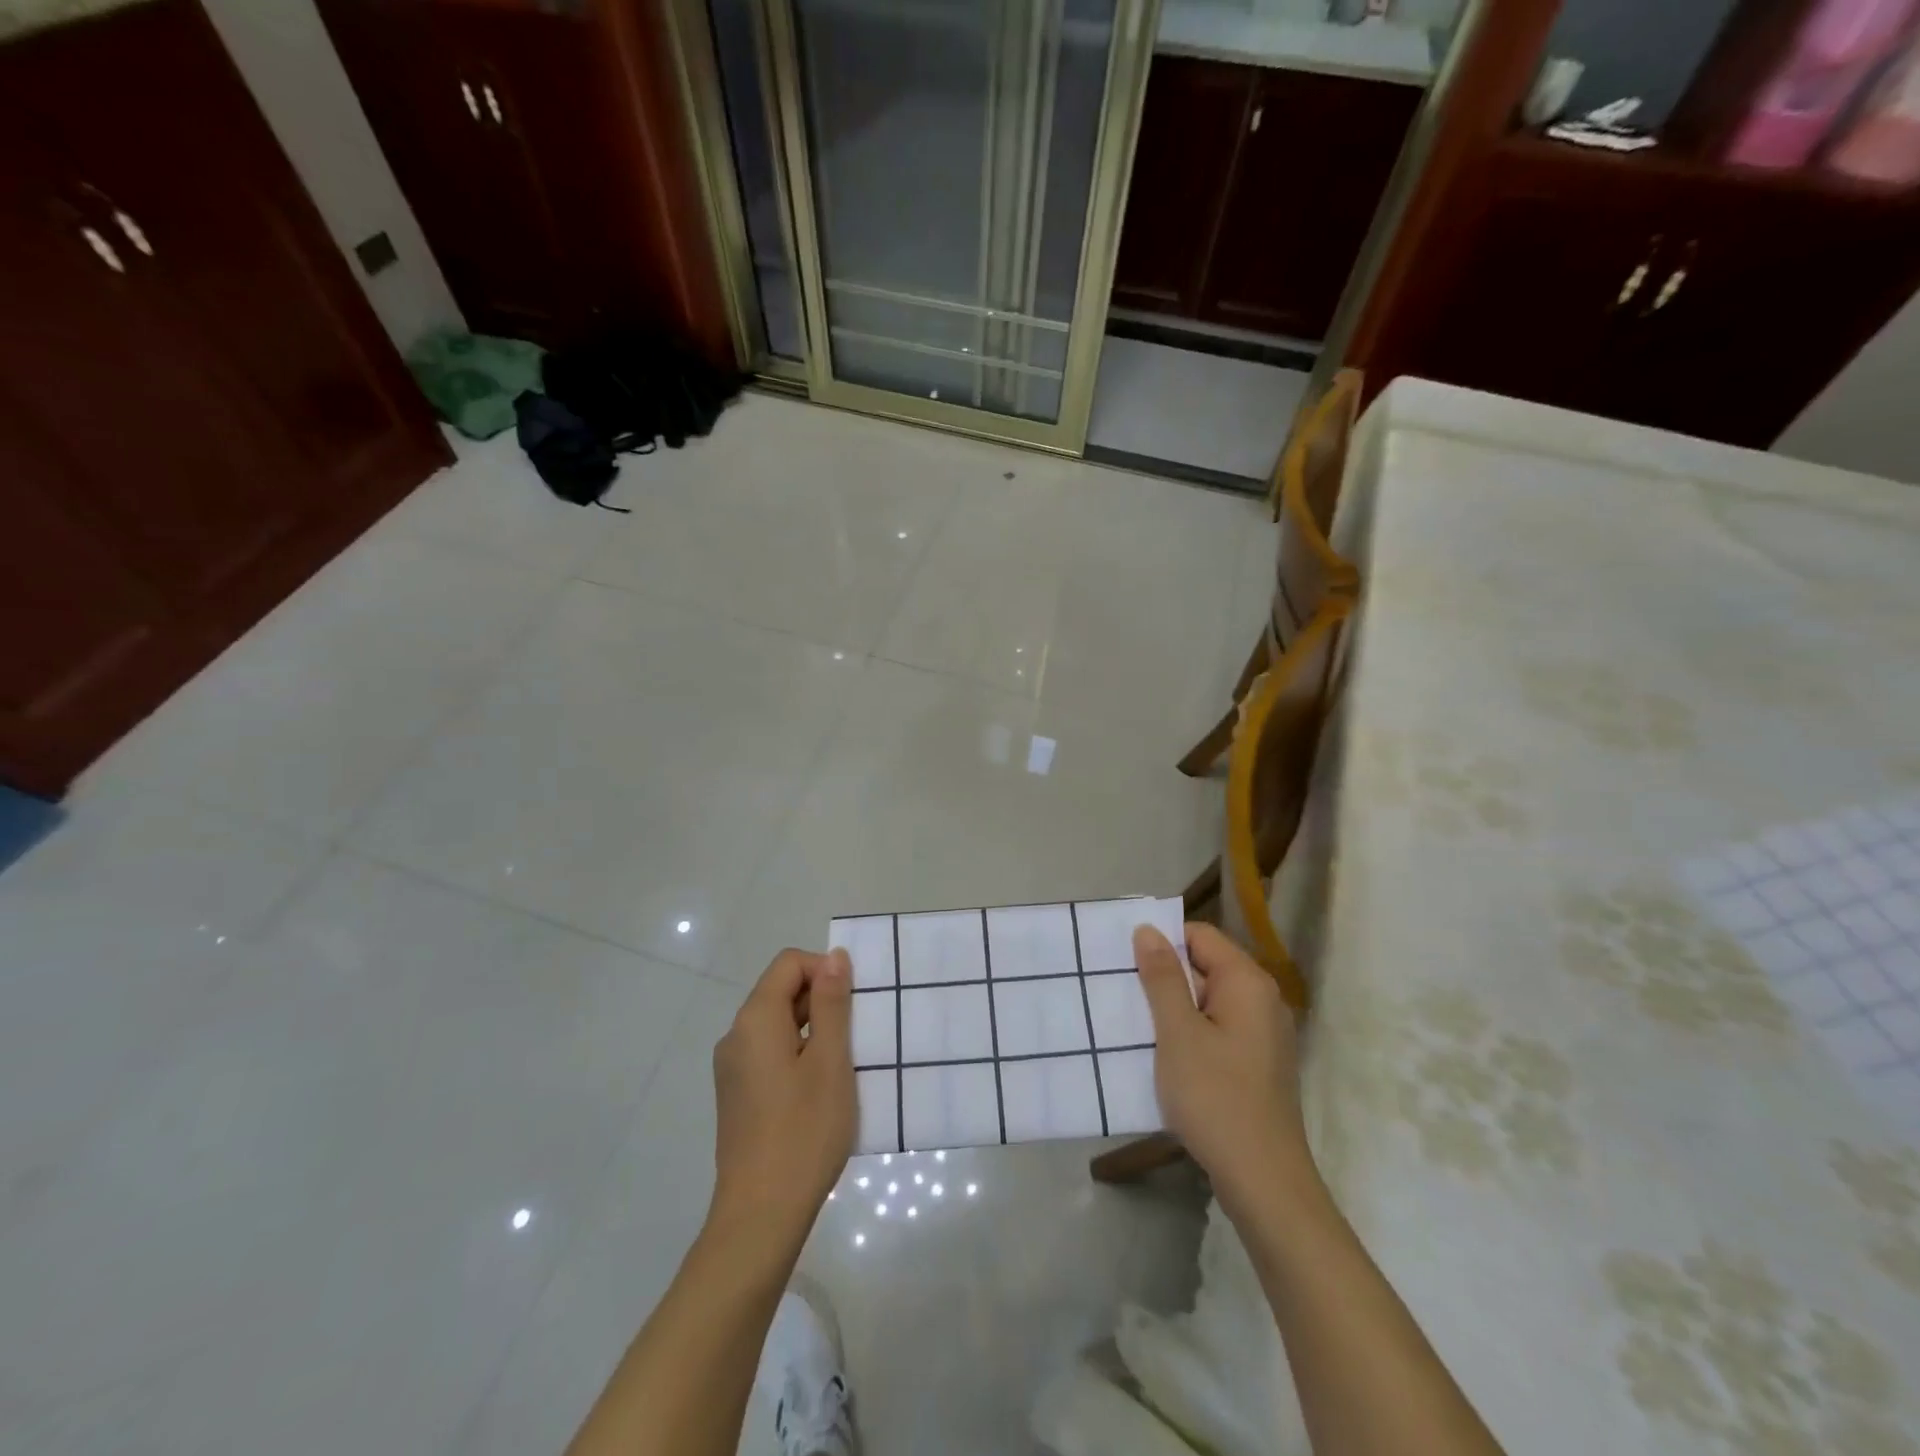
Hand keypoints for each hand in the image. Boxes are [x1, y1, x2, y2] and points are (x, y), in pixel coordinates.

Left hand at [709, 947, 855, 1247]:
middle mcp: (736, 1036)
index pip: (789, 964)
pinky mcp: (737, 1094)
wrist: (761, 1216)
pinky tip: (820, 1090)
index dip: (824, 970)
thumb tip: (833, 957)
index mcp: (755, 1020)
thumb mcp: (830, 1061)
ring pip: (777, 1025)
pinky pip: (770, 1053)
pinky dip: (798, 1055)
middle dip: (822, 1001)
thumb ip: (832, 1004)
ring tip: (844, 1065)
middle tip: (857, 1037)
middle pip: (780, 991)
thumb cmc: (804, 1132)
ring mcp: (733, 1068)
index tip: (854, 1004)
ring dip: (814, 1030)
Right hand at [1133, 922, 1312, 1211]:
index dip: (1163, 942)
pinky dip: (1191, 1032)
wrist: (1263, 1181)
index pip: (1200, 935)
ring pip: (1210, 1000)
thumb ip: (1163, 977)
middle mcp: (1263, 999)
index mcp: (1248, 982)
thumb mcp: (1178, 1033)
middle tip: (1124, 992)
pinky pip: (1219, 1028)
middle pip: (1206, 965)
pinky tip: (1165, 1054)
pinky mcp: (1259, 1063)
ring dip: (1175, 1008)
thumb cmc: (1216, 1097)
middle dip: (1166, 976)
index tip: (1126, 961)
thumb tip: (1148, 930)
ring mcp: (1265, 1034)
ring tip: (1136, 1022)